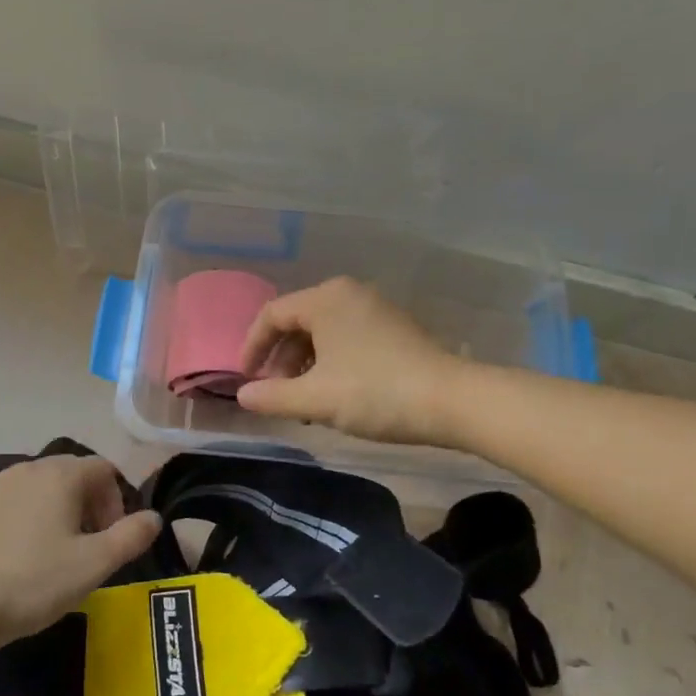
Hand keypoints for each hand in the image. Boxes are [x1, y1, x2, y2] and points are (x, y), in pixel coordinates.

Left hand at [0, 454, 161, 651]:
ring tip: (44, 553)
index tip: (109, 537)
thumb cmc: (34, 582)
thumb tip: (154, 517)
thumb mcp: (95, 565)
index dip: (115, 500)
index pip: (102, 469)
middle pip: (67, 475)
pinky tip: (6, 556)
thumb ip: (132, 536)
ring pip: (31, 488)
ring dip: (47, 511)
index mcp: (60, 476)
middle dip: (83, 504)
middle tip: (82, 547)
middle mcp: (24, 468)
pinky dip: (11, 520)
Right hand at [236, 278, 465, 445]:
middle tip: (276, 394)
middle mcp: (348, 294)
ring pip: (323, 333)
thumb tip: (243, 396)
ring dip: (305, 365)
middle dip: (280, 360)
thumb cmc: (375, 393)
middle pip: (297, 322)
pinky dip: (330, 362)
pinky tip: (335, 394)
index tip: (245, 380)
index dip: (252, 348)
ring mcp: (374, 309)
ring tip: (304, 401)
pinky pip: (346, 338)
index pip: (272, 315)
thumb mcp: (316, 399)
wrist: (452, 401)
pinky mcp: (393, 328)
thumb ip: (272, 397)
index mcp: (325, 299)